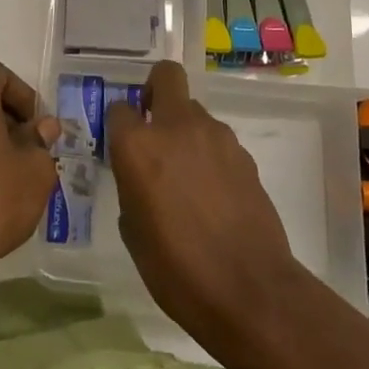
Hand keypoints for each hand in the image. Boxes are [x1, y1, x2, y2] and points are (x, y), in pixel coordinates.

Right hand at [107, 61, 325, 368]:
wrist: (250, 292)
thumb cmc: (176, 269)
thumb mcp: (133, 230)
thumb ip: (131, 184)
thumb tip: (140, 172)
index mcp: (138, 146)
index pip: (118, 108)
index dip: (118, 124)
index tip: (120, 145)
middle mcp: (176, 127)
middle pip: (166, 76)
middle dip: (155, 89)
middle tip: (152, 124)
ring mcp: (216, 137)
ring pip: (195, 110)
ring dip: (185, 129)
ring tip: (186, 174)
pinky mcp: (244, 155)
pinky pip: (217, 140)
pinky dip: (209, 153)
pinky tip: (212, 193)